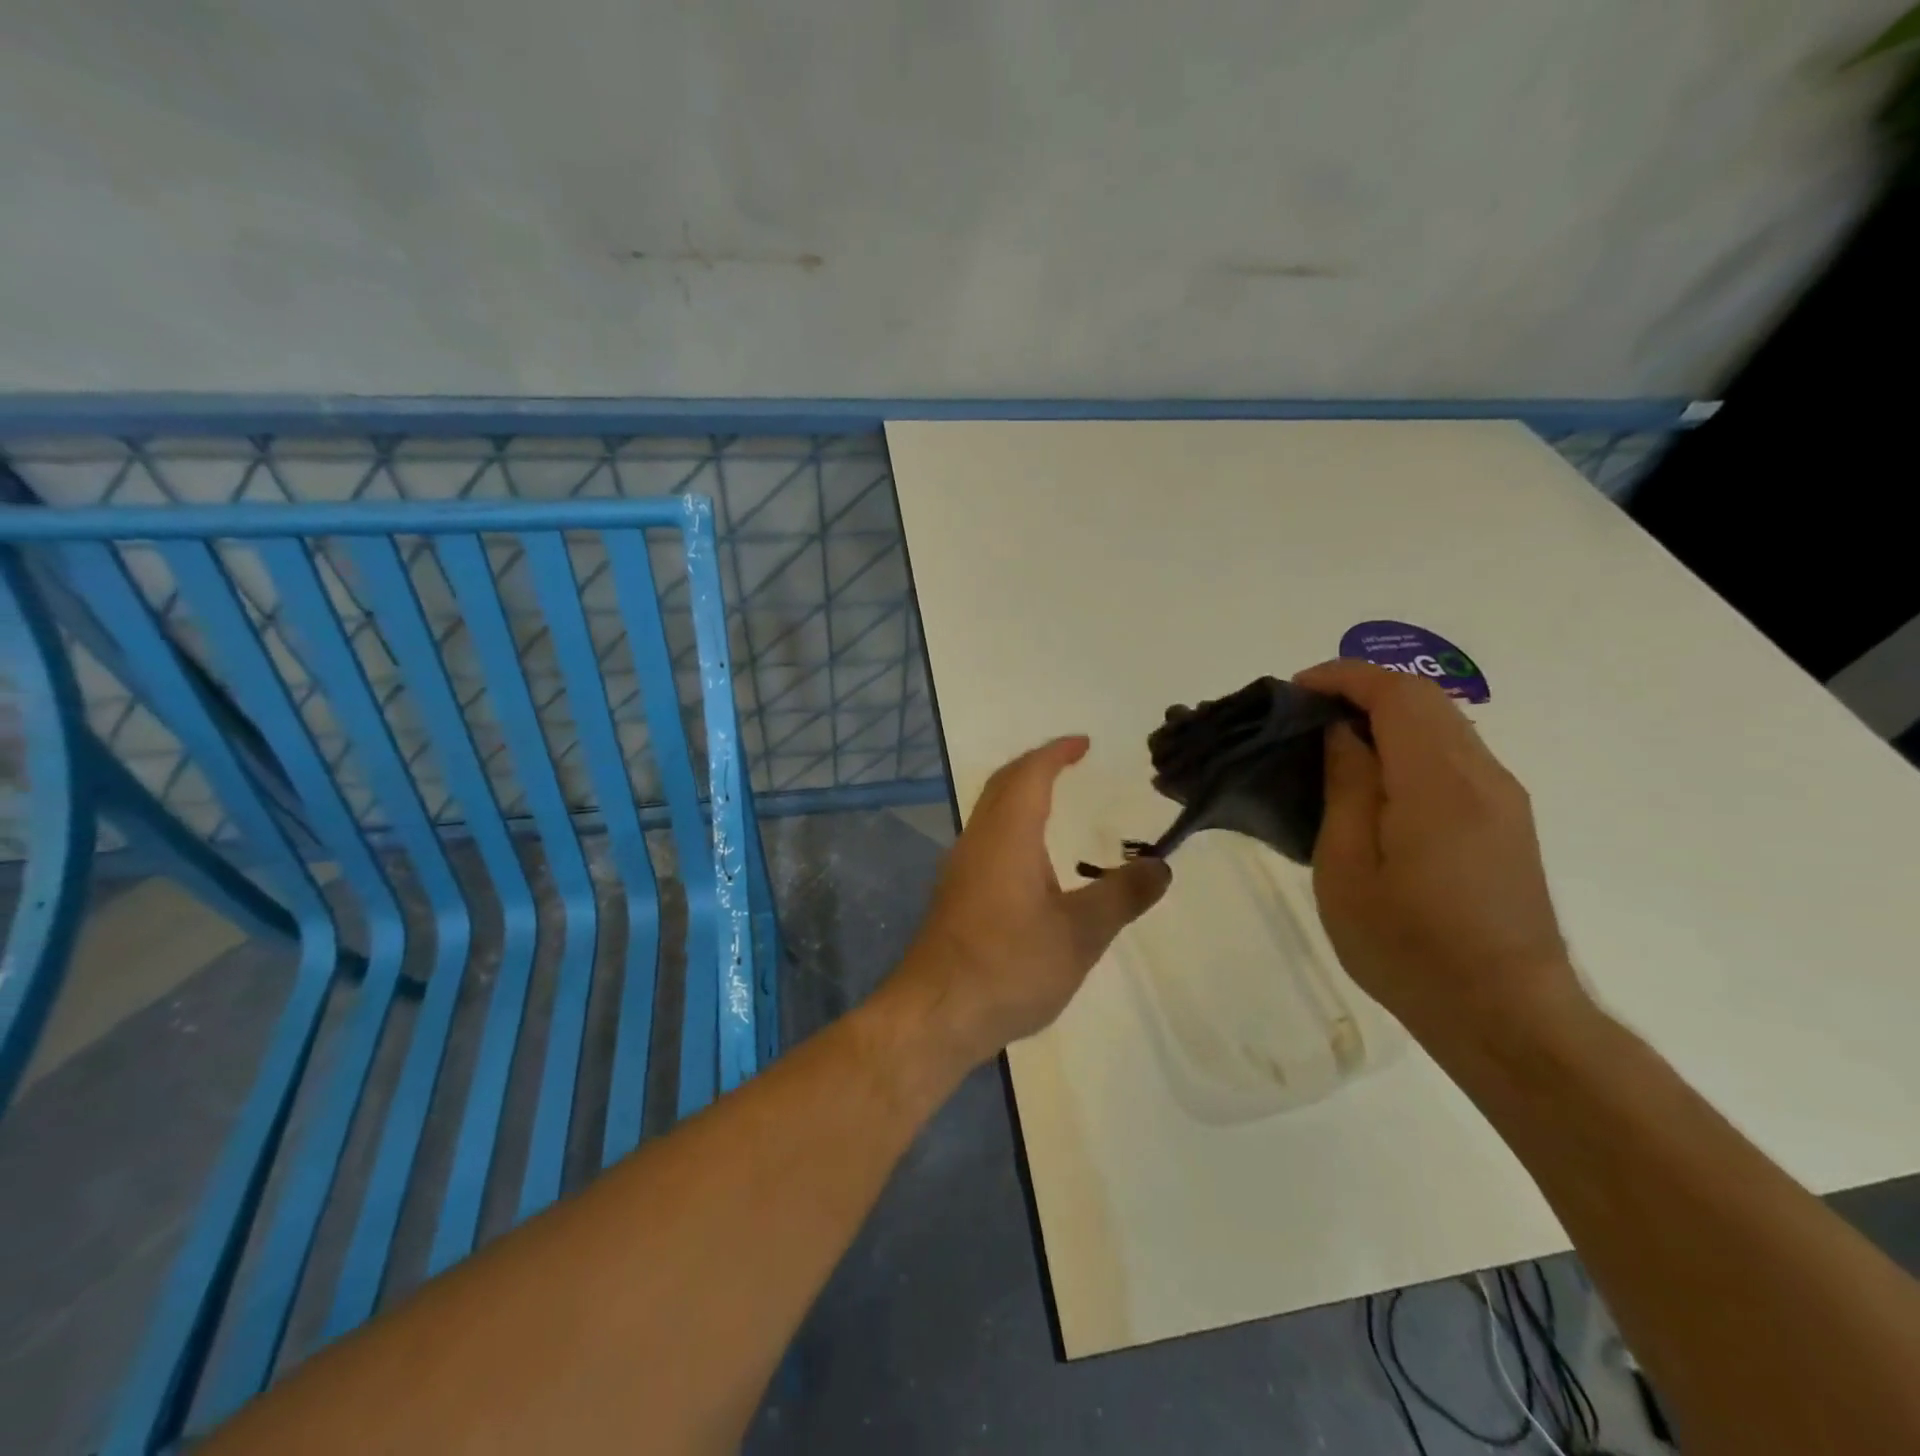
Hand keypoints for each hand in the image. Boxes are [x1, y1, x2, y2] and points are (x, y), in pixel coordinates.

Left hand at [894, 736, 1171, 1067]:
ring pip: (990, 813)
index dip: (1057, 753)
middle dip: (1036, 766)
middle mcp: (978, 841)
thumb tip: (1161, 866)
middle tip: (1069, 762)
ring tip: (1054, 804)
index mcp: (1008, 835)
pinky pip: (986, 840)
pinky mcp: (954, 896)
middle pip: (1004, 786)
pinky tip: (1030, 862)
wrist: (937, 1013)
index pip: (1031, 774)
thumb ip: (1122, 895)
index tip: (1083, 743)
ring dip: (1020, 796)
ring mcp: (960, 868)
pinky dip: (1012, 827)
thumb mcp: (1081, 934)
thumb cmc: (1011, 965)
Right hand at [1294, 660, 1586, 1055]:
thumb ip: (1347, 788)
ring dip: (1383, 716)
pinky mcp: (1506, 820)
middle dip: (1359, 690)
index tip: (1293, 692)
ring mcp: (1502, 798)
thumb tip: (1341, 734)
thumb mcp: (1348, 869)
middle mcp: (1482, 776)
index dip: (1341, 677)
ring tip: (1327, 745)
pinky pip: (1452, 755)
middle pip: (1423, 699)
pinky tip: (1371, 780)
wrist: (1505, 1014)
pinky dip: (1406, 744)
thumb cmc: (1408, 947)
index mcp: (1439, 784)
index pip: (1396, 693)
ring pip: (1441, 723)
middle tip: (1301, 717)